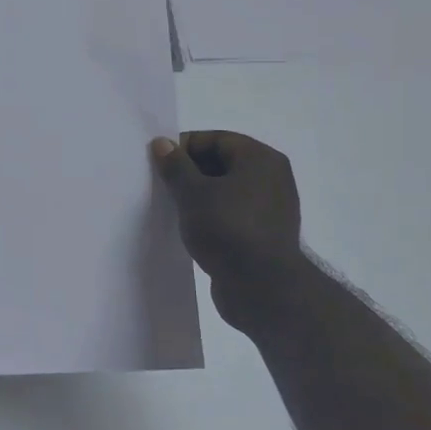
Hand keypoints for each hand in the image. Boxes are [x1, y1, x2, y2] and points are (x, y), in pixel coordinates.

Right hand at [151, 131, 306, 327]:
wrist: (263, 289)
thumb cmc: (228, 229)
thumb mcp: (193, 193)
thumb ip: (175, 166)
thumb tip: (162, 143)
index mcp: (260, 159)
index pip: (216, 139)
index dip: (185, 147)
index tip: (159, 163)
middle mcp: (271, 178)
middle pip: (222, 163)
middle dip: (190, 172)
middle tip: (162, 185)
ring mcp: (270, 209)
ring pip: (225, 191)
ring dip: (198, 196)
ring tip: (172, 208)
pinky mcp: (264, 235)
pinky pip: (232, 214)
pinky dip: (211, 216)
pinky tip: (190, 229)